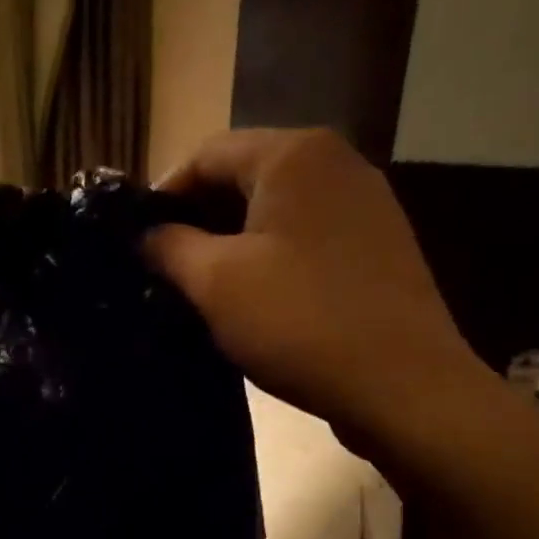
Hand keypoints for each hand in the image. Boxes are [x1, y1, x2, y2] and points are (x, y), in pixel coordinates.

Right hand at [146, 128, 500, 466]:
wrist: (402, 385)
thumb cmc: (299, 322)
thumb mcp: (215, 283)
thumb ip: (169, 247)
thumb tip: (144, 235)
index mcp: (295, 154)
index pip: (207, 153)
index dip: (163, 194)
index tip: (136, 241)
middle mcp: (337, 164)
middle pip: (244, 176)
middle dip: (198, 219)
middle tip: (163, 268)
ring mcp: (366, 205)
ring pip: (276, 210)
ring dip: (232, 242)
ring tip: (201, 288)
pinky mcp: (378, 247)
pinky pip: (307, 238)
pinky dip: (271, 258)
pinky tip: (254, 299)